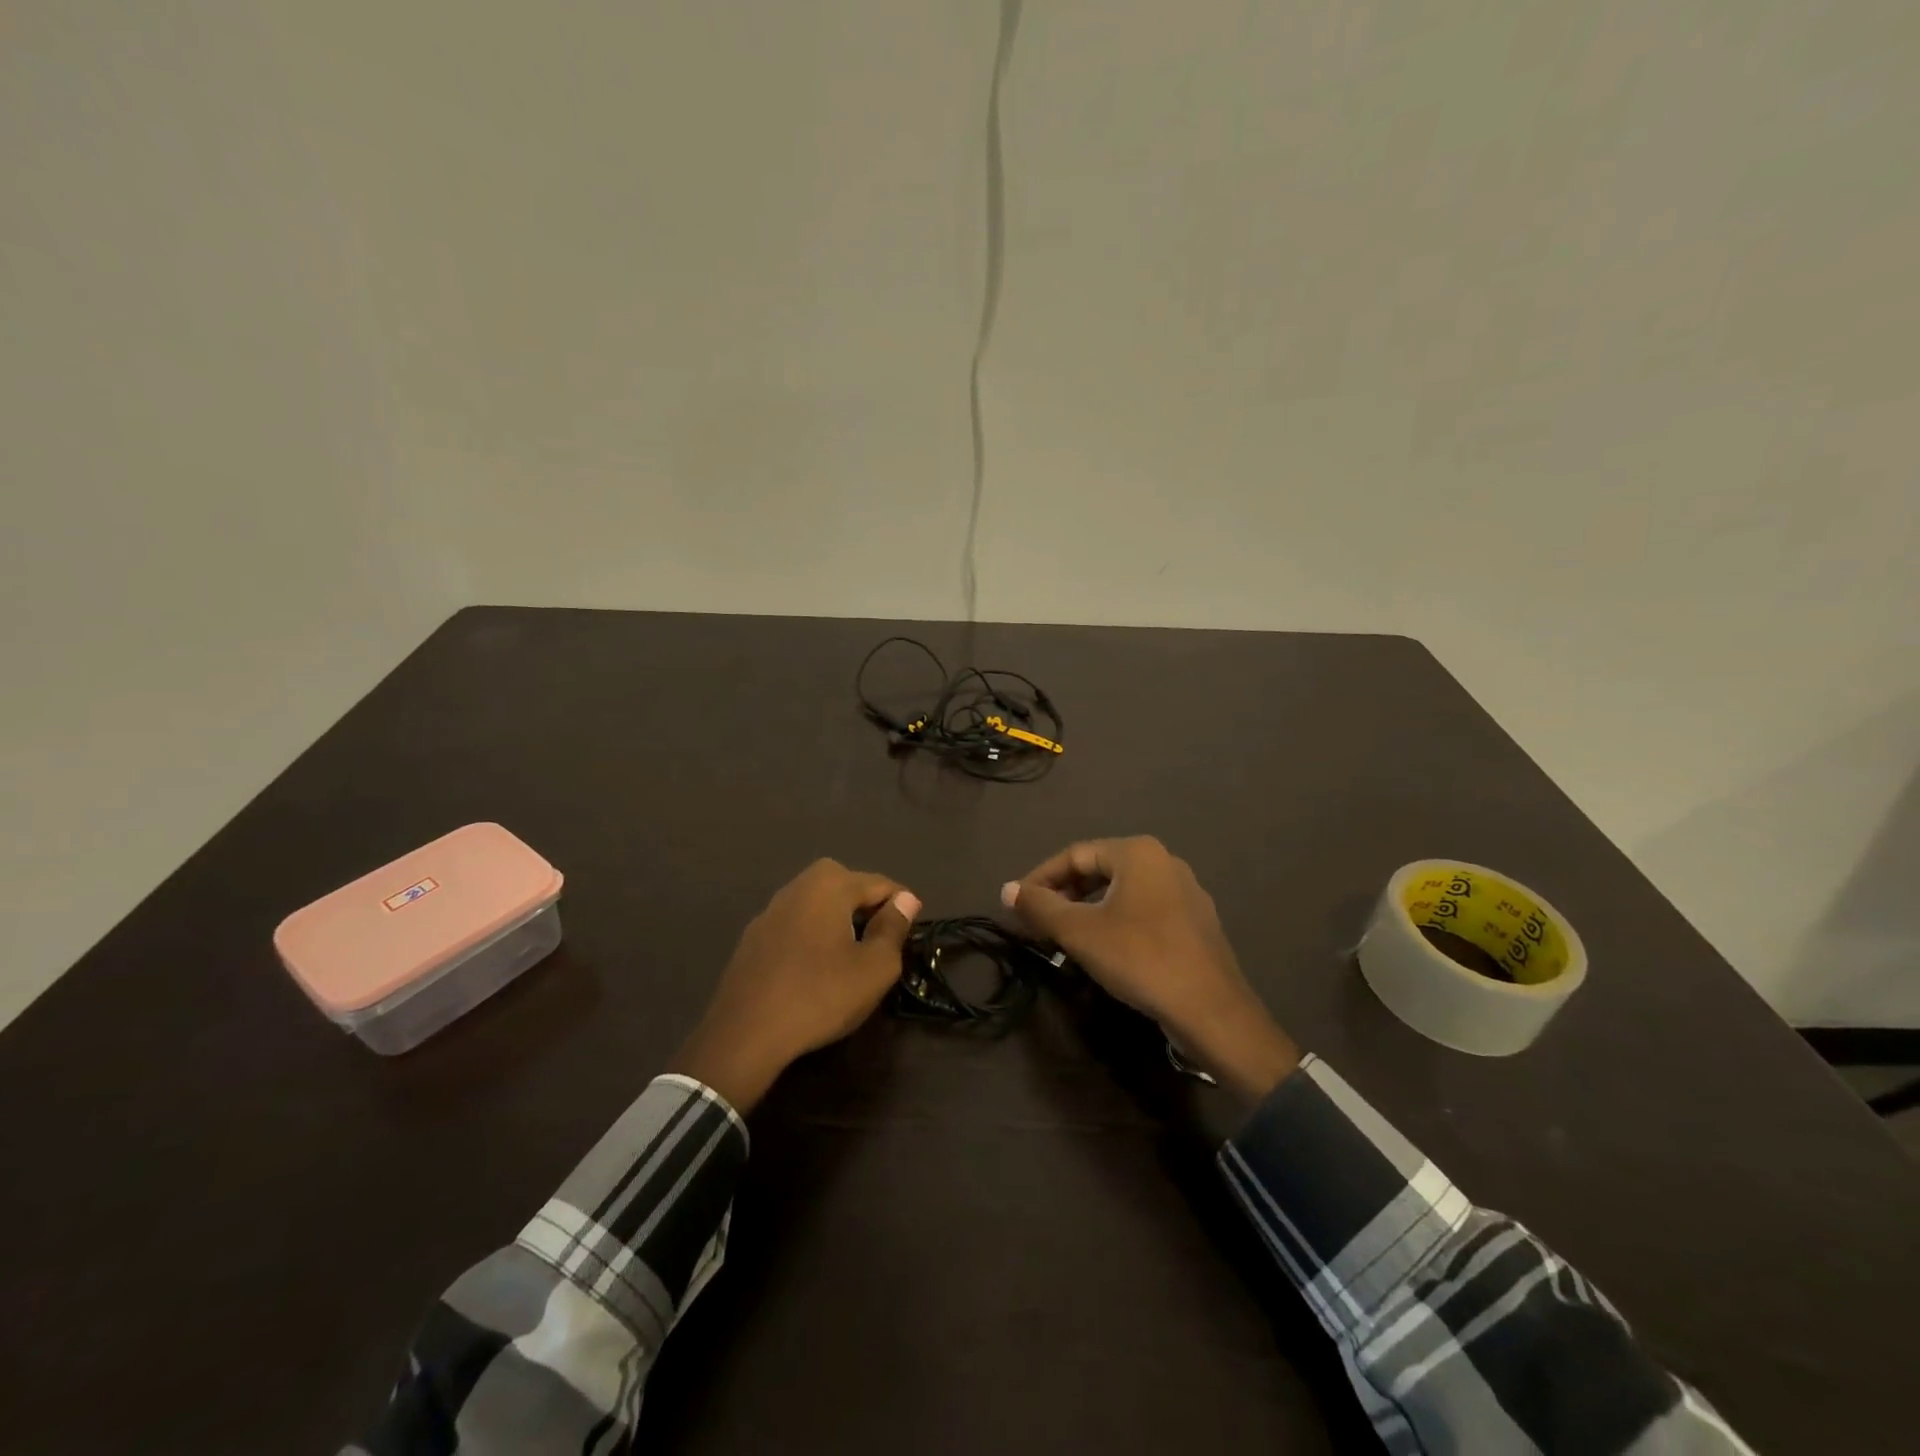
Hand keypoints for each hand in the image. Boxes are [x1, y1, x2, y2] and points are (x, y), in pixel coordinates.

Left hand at [668, 860, 919, 1113]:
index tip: (911, 935)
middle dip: (867, 906)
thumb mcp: (874, 967)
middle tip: (882, 941)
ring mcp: (770, 911)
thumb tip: (906, 899)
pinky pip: (795, 925)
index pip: (880, 884)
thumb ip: (894, 928)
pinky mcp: (752, 938)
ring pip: (817, 904)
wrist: (745, 1034)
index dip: (902, 906)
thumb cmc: (820, 995)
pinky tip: (814, 969)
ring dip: (838, 920)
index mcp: (830, 884)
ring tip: (851, 955)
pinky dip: (812, 936)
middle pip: (846, 885)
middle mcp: (797, 886)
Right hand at [1003, 837, 1297, 1103]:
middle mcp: (1164, 861)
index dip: (1041, 878)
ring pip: (1122, 891)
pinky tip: (1106, 947)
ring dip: (1088, 908)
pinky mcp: (1195, 920)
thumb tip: (1007, 889)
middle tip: (1038, 921)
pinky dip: (1116, 920)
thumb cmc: (1140, 958)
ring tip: (1065, 935)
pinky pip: (1144, 909)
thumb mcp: (1080, 932)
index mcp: (1137, 852)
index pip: (1075, 854)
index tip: (1017, 904)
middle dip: (1064, 893)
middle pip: (1100, 869)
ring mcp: (1185, 890)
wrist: (1211, 1010)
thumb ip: (1040, 907)